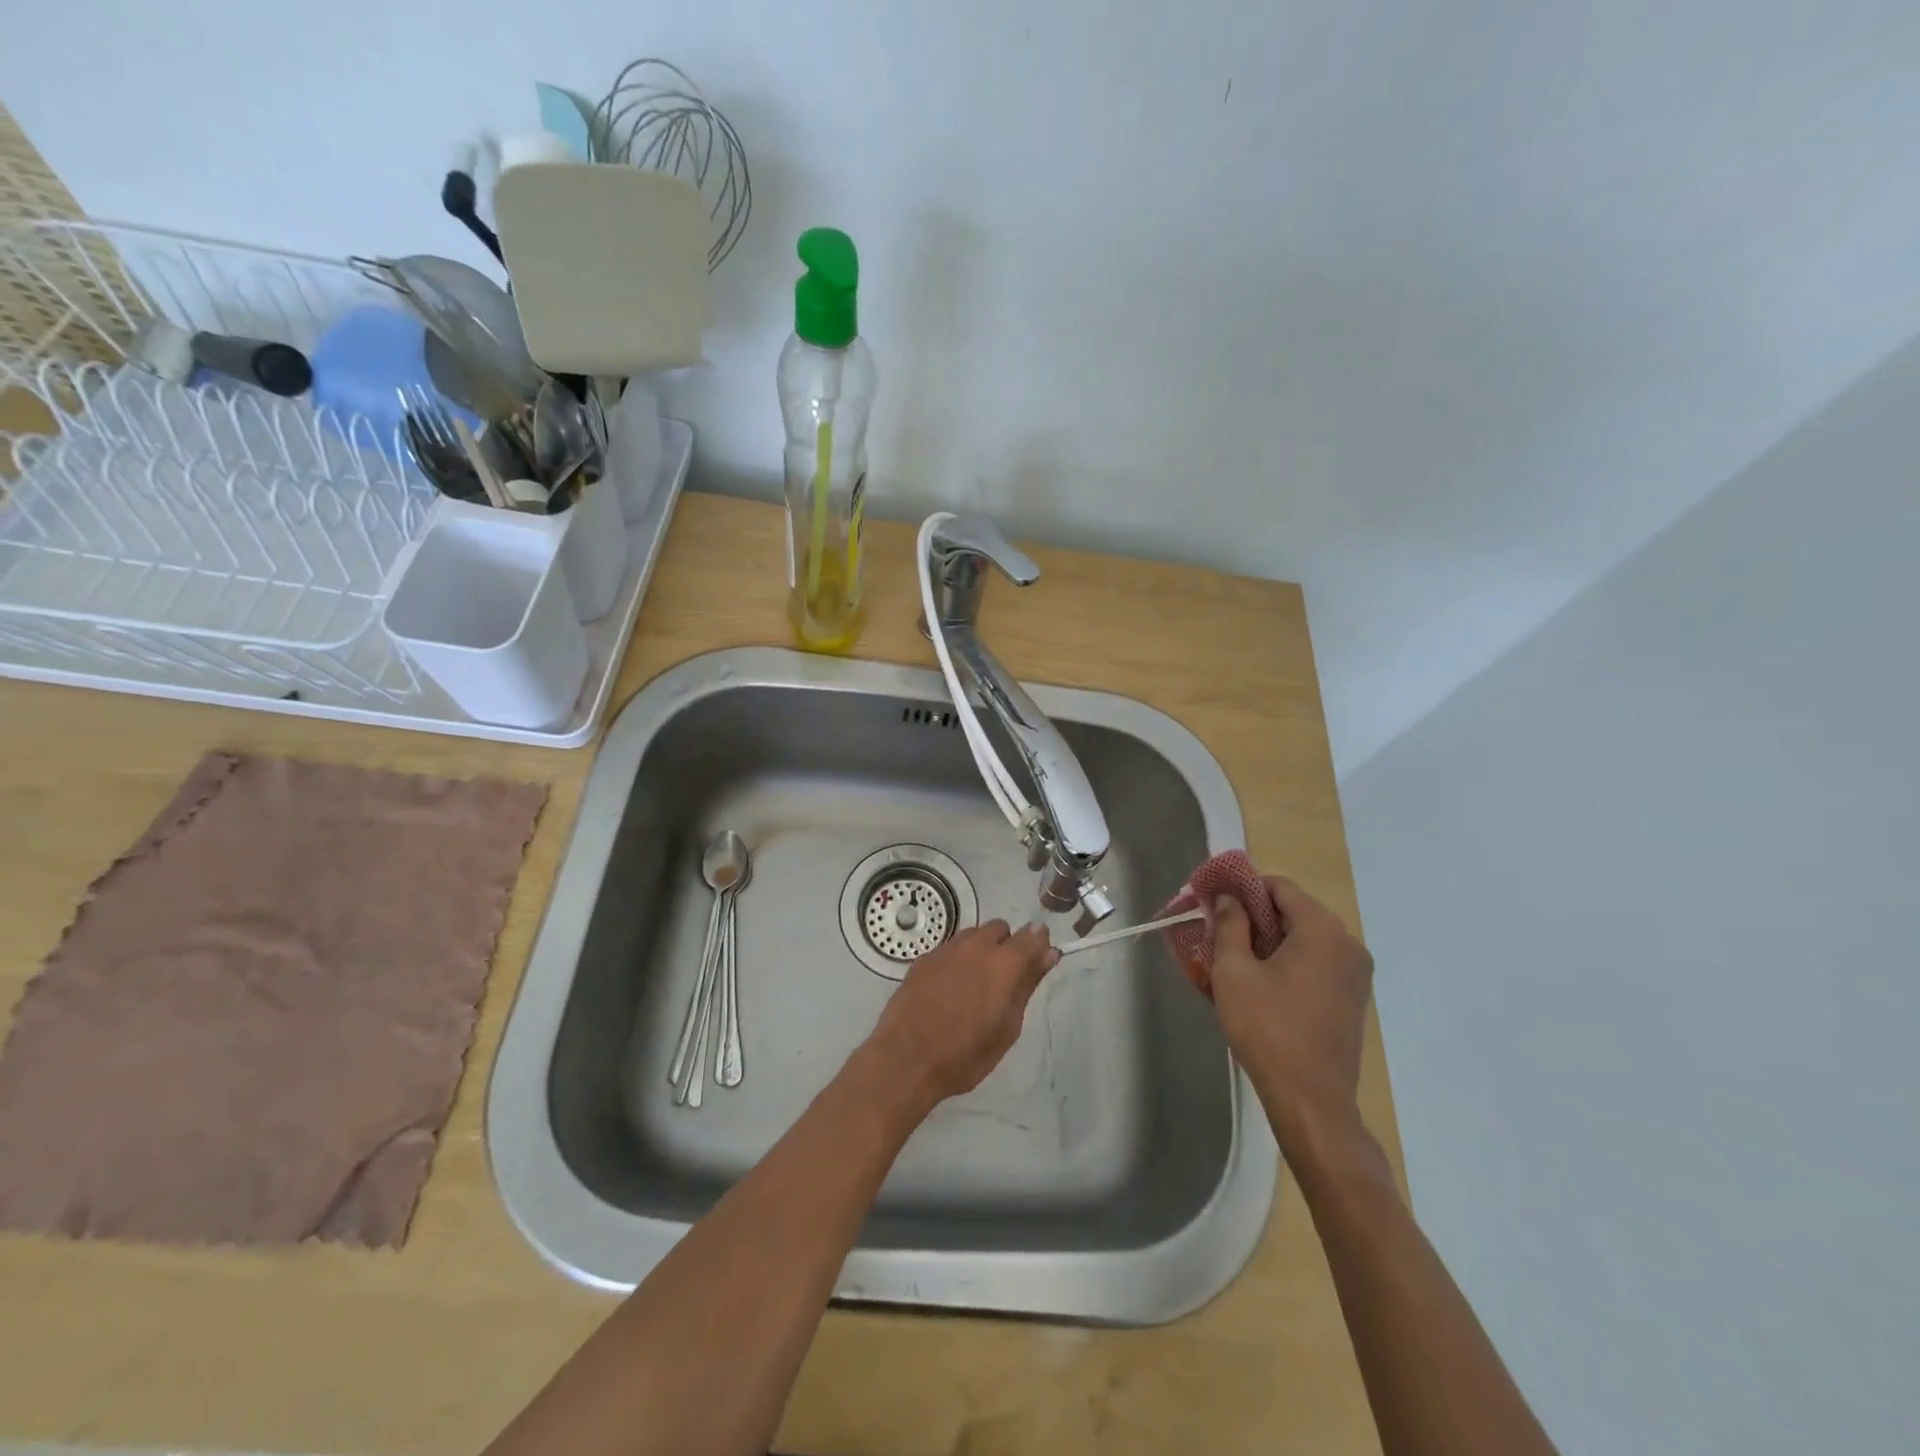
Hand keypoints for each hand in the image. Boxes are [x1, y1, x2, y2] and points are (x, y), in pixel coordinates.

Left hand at [863, 920, 1058, 1110]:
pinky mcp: (924, 958)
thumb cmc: (965, 1053)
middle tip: (1003, 981)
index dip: (1039, 943)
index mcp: (1003, 962)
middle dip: (1007, 945)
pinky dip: (957, 960)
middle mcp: (975, 945)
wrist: (905, 1059)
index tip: (1040, 957)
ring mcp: (946, 949)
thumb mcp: (1007, 1026)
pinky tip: (949, 989)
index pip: (1031, 936)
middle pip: (1000, 929)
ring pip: (974, 935)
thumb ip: (1028, 984)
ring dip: (981, 950)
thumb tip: (1049, 953)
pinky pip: (950, 948)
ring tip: (975, 986)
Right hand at [1210, 877, 1373, 1148]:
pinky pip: (1318, 962)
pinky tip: (1264, 985)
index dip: (1243, 889)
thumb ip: (1230, 925)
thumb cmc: (1267, 1029)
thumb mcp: (1234, 972)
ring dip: (1271, 940)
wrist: (1311, 1100)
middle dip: (1255, 916)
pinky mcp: (1354, 997)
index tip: (1215, 903)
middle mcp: (1347, 942)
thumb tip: (1230, 898)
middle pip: (1294, 910)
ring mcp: (1357, 972)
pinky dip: (1290, 961)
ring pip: (1305, 937)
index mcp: (1321, 929)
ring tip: (1237, 961)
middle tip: (1219, 933)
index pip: (1279, 886)